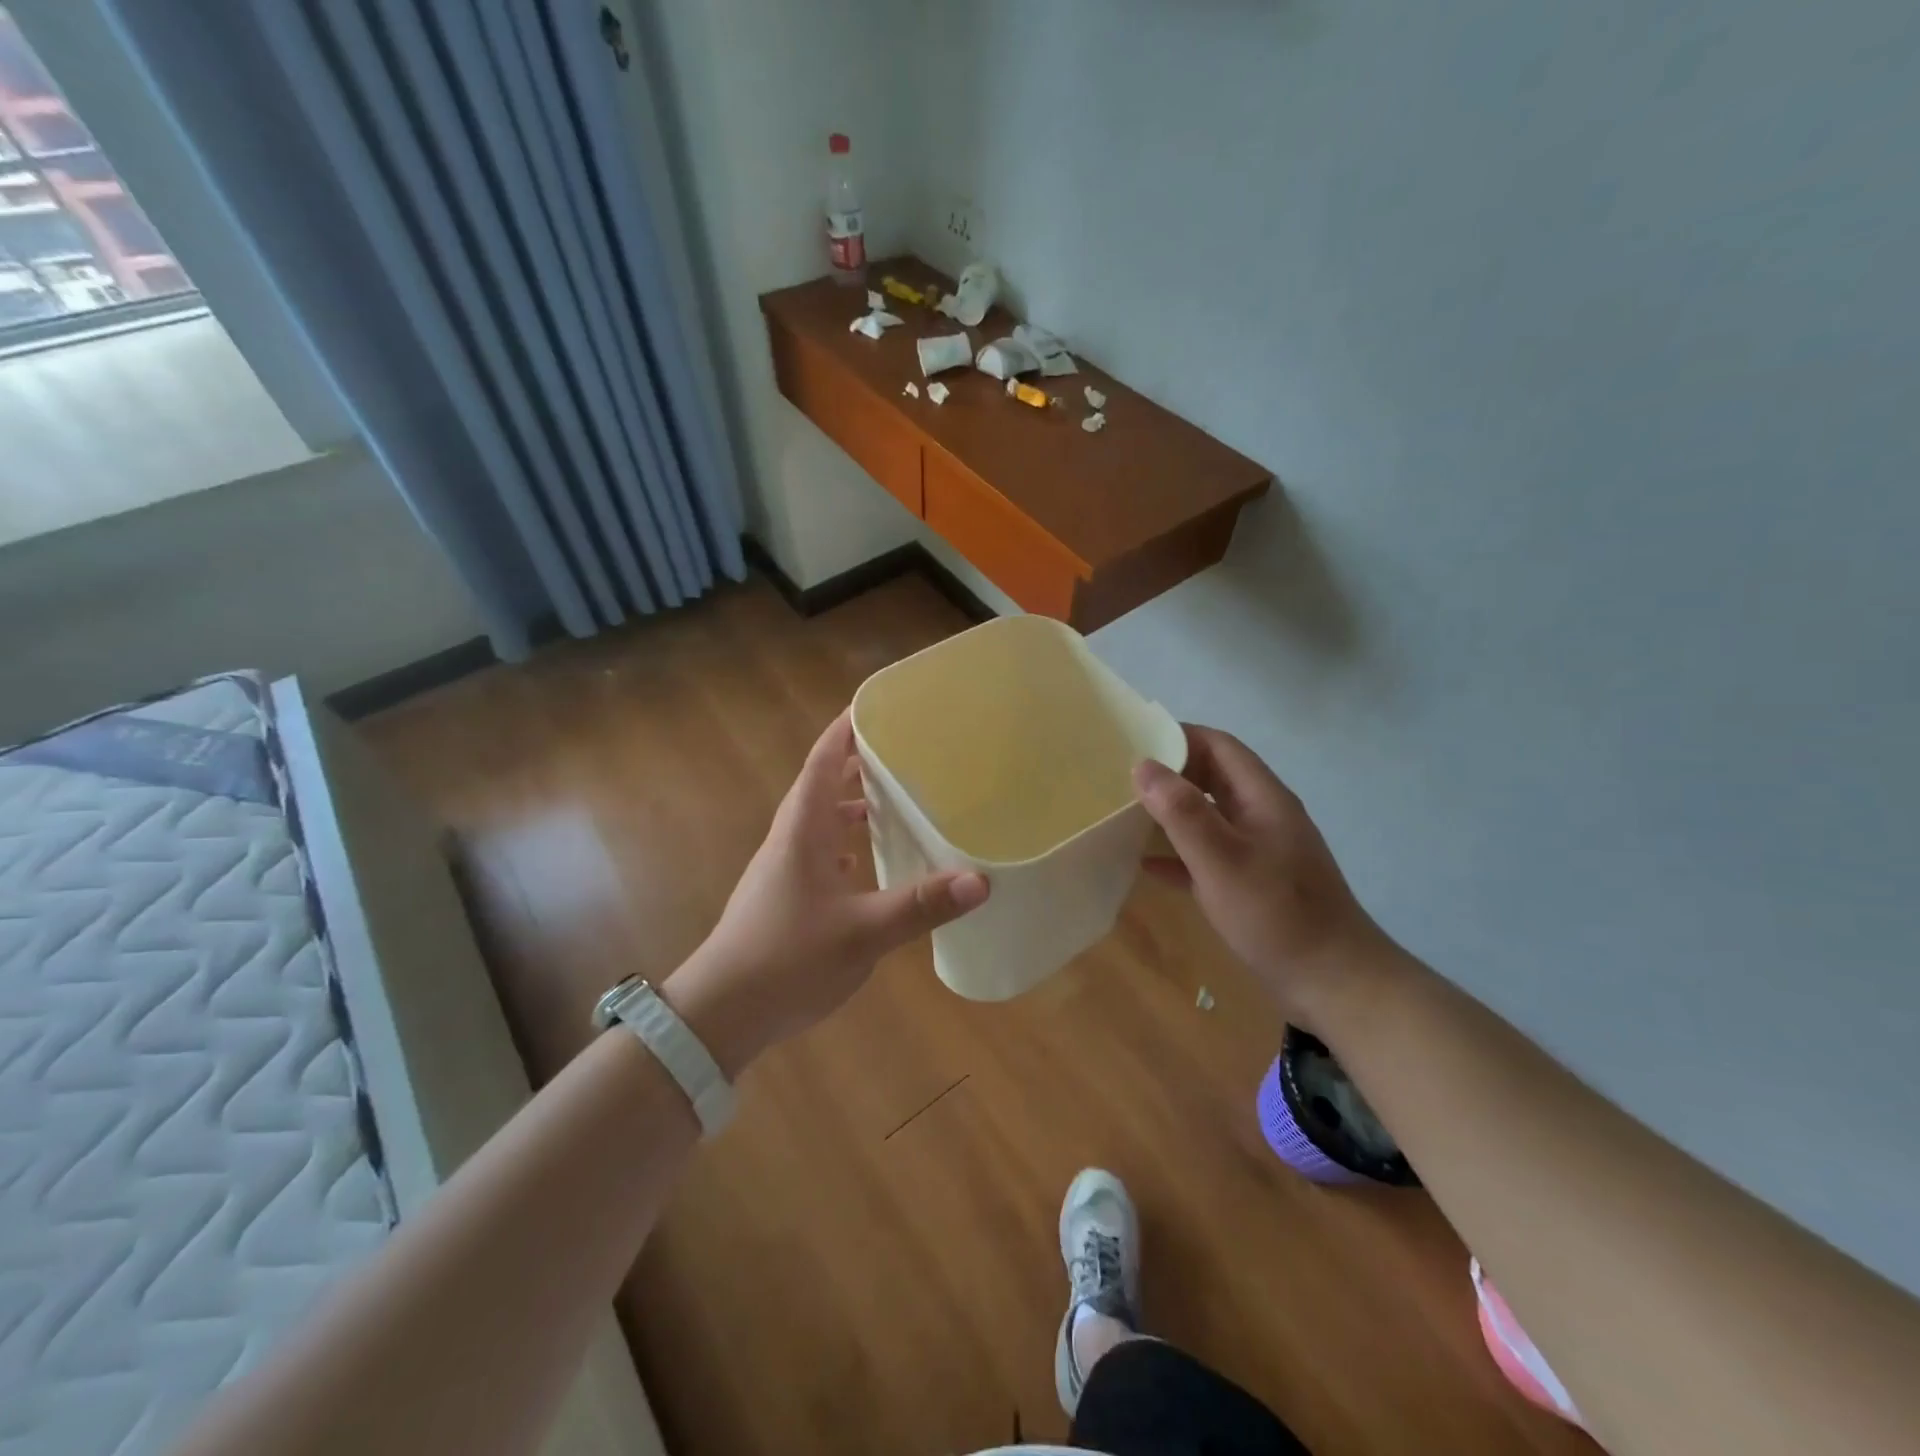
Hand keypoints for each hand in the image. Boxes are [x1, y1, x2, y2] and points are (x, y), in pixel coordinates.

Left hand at [664, 710, 988, 1075]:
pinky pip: (817, 853)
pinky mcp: (782, 896)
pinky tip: (864, 863)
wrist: (720, 1013)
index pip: (823, 762)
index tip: (875, 706)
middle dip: (856, 763)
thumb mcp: (863, 933)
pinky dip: (843, 844)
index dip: (845, 730)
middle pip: (822, 785)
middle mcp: (789, 840)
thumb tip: (981, 880)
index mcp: (803, 830)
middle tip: (900, 751)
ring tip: (890, 802)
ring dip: (850, 804)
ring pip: (819, 821)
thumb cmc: (788, 958)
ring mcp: (781, 869)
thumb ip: (921, 905)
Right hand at [1135, 724, 1385, 1023]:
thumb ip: (1182, 812)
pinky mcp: (1250, 884)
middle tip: (1120, 776)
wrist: (1333, 983)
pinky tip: (1146, 864)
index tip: (1133, 740)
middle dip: (1169, 772)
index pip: (1219, 746)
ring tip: (1124, 812)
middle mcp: (1261, 816)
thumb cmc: (1277, 915)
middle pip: (1211, 777)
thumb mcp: (1222, 860)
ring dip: (1170, 812)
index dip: (1178, 736)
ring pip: (1207, 816)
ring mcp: (1257, 851)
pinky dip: (1177, 853)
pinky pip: (1206, 856)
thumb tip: (1143, 765)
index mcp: (1262, 798)